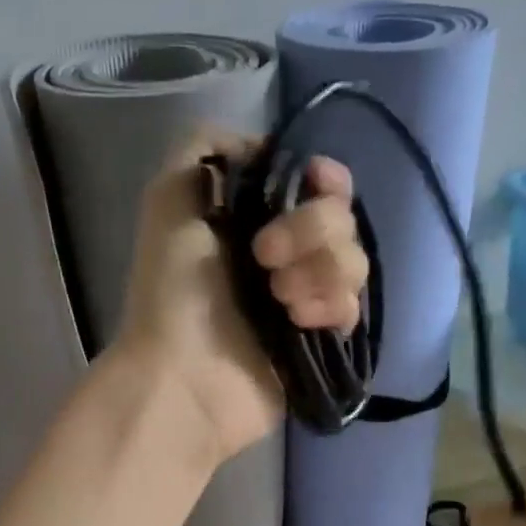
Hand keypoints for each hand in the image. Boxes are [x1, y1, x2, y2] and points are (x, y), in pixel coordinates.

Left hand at [117, 130, 367, 462]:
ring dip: (318, 271)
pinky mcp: (320, 341)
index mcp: (254, 217)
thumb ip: (208, 146)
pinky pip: (352, 307)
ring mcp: (305, 298)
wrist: (185, 378)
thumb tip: (264, 148)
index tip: (313, 183)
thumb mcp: (171, 196)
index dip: (324, 178)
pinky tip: (298, 323)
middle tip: (264, 259)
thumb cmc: (175, 291)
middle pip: (342, 218)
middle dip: (310, 230)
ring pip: (354, 261)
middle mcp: (285, 254)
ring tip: (278, 299)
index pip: (318, 182)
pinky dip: (329, 307)